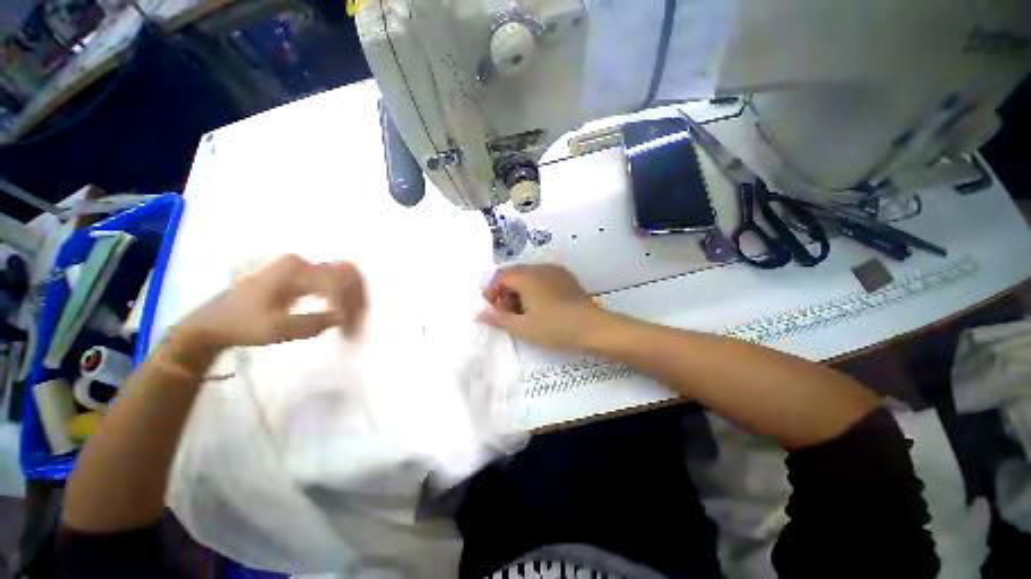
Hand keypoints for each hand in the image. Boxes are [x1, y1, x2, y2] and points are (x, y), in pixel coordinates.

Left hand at [179, 254, 366, 350]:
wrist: (214, 323)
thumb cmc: (241, 324)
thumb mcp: (274, 329)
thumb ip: (312, 323)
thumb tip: (343, 318)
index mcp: (295, 269)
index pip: (336, 281)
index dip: (347, 303)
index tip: (348, 328)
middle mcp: (303, 263)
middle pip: (347, 274)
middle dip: (357, 298)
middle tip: (359, 322)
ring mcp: (303, 269)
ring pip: (344, 278)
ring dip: (354, 299)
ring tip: (354, 323)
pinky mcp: (303, 279)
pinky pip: (335, 284)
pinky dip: (344, 300)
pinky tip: (343, 317)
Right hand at [479, 264, 604, 349]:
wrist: (592, 327)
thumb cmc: (554, 327)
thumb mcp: (522, 327)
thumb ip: (498, 319)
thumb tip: (478, 314)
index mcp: (526, 276)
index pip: (500, 276)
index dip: (492, 291)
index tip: (492, 309)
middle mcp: (539, 267)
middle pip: (514, 274)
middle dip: (506, 292)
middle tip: (507, 313)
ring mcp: (555, 271)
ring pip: (529, 276)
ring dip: (520, 291)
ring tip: (524, 312)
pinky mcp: (566, 277)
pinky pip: (543, 278)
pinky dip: (535, 289)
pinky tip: (541, 306)